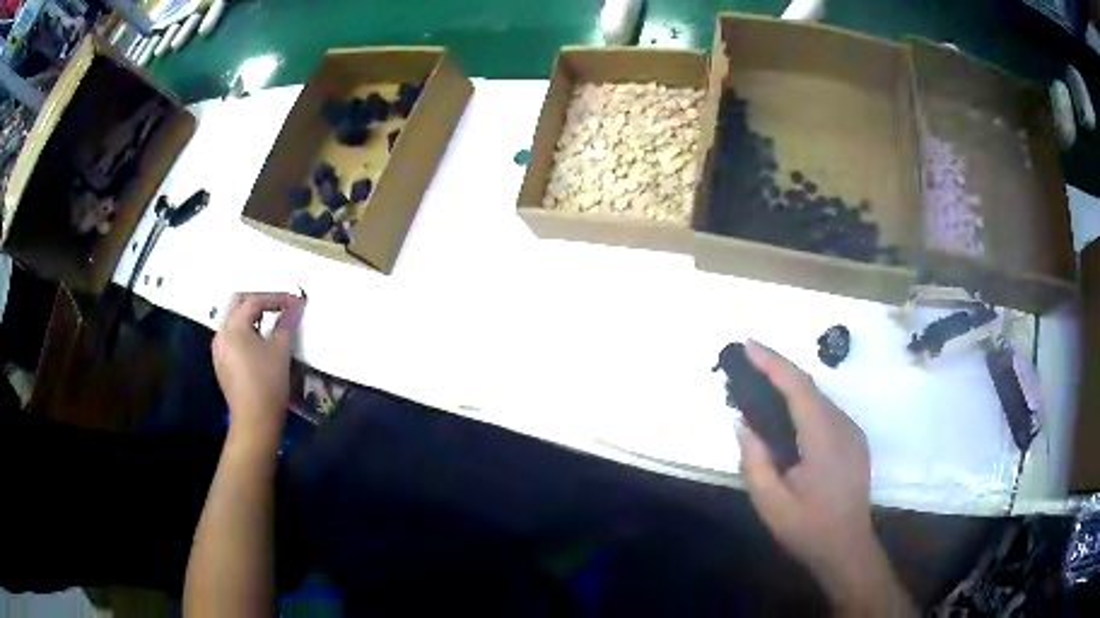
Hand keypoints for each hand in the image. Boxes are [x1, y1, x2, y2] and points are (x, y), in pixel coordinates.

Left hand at [211, 292, 304, 446]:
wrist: (255, 420)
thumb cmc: (268, 383)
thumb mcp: (280, 350)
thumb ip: (287, 324)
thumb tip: (295, 307)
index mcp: (234, 327)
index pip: (254, 301)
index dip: (276, 298)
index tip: (294, 302)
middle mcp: (221, 333)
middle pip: (238, 304)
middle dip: (259, 301)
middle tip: (279, 307)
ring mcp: (218, 349)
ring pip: (233, 320)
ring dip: (251, 317)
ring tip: (270, 324)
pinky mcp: (221, 363)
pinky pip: (231, 337)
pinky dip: (245, 332)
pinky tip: (258, 343)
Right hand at [736, 340, 912, 614]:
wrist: (847, 548)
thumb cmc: (808, 528)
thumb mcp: (770, 503)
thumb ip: (755, 460)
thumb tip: (743, 423)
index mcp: (824, 437)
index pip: (798, 386)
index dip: (772, 361)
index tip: (747, 344)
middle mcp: (843, 425)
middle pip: (809, 386)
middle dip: (778, 369)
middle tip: (747, 362)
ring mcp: (852, 432)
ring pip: (819, 398)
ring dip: (791, 387)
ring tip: (761, 387)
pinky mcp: (855, 441)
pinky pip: (826, 412)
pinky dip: (804, 404)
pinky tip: (787, 417)